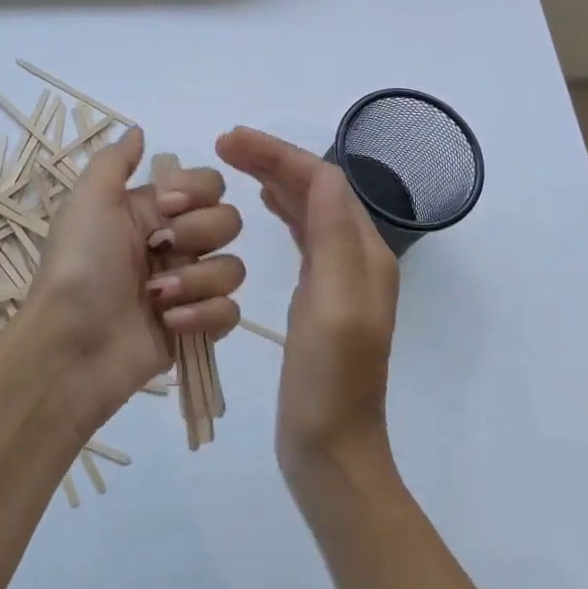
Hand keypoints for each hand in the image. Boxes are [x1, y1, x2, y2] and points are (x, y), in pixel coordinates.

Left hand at [17, 128, 242, 438]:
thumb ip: (116, 161)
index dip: (198, 192)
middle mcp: (176, 244)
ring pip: (233, 268)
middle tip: (158, 250)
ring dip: (196, 280)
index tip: (167, 206)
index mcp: (154, 212)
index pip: (210, 184)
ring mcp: (188, 287)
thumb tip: (139, 130)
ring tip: (157, 298)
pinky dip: (204, 316)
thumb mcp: (87, 201)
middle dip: (199, 234)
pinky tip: (169, 323)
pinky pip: (230, 312)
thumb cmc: (79, 266)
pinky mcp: (196, 327)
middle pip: (229, 222)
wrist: (70, 343)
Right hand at [216, 126, 398, 479]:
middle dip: (273, 159)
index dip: (278, 154)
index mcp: (364, 253)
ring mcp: (338, 278)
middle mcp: (356, 257)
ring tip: (236, 164)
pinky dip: (281, 212)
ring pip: (308, 210)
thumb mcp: (334, 305)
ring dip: (275, 180)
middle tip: (223, 144)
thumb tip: (323, 173)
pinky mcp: (318, 298)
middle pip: (316, 189)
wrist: (331, 448)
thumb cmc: (329, 380)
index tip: (229, 140)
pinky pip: (302, 237)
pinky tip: (264, 207)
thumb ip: (334, 237)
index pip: (323, 181)